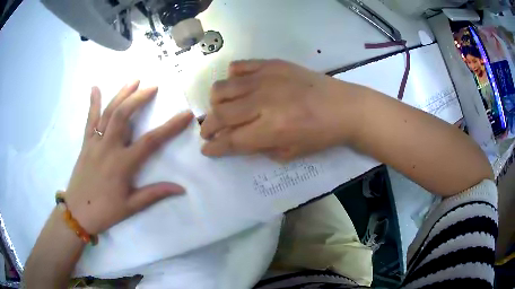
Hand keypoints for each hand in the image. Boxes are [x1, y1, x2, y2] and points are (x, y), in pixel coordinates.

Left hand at [65, 81, 193, 234]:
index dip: (170, 127)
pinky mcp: (85, 143)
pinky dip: (93, 103)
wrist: (78, 213)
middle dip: (139, 98)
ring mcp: (95, 143)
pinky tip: (95, 87)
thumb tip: (181, 188)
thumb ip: (155, 194)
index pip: (151, 141)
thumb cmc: (105, 211)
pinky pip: (90, 120)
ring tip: (134, 80)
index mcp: (122, 164)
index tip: (185, 114)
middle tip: (152, 86)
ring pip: (108, 113)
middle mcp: (108, 148)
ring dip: (121, 94)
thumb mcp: (131, 206)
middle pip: (124, 115)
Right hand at [200, 59, 361, 160]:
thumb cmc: (321, 135)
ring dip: (216, 103)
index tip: (206, 150)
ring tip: (222, 109)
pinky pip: (239, 66)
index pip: (231, 139)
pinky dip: (232, 78)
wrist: (344, 106)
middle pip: (221, 114)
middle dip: (208, 127)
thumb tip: (234, 140)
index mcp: (272, 129)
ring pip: (222, 88)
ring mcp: (266, 78)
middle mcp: (264, 101)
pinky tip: (239, 87)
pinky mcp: (272, 64)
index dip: (214, 147)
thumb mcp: (290, 153)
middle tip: (208, 132)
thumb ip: (258, 148)